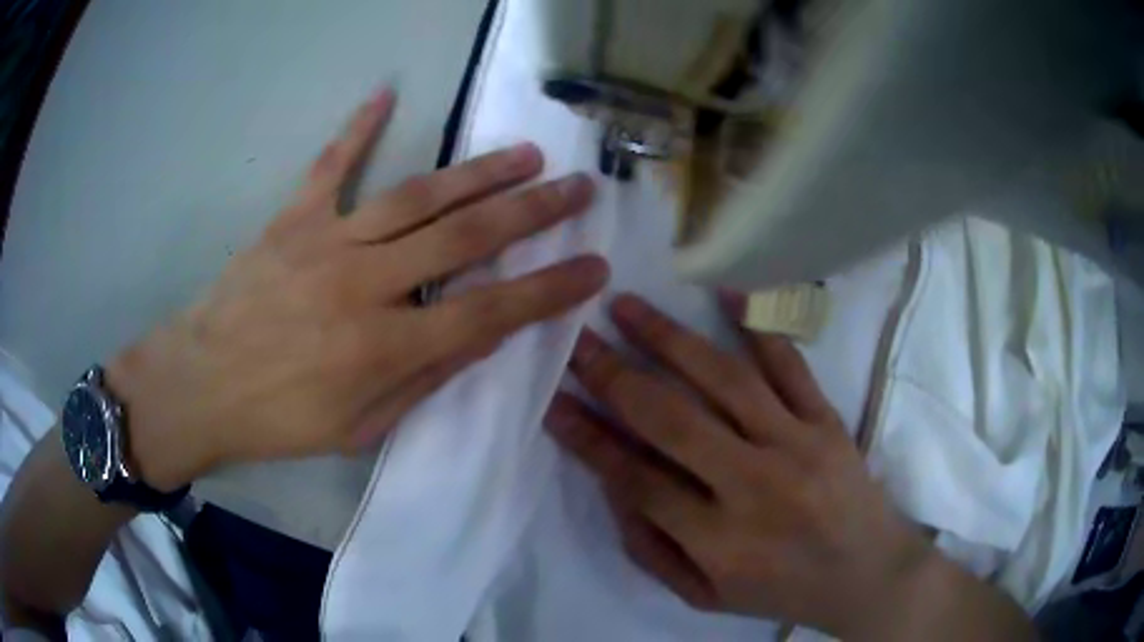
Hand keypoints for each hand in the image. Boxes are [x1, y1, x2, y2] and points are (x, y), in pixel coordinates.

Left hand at [109, 88, 609, 490]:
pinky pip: (331, 165)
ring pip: (417, 197)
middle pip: (465, 239)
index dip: (549, 290)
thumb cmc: (279, 421)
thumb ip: (422, 380)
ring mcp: (326, 242)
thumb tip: (480, 336)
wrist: (199, 386)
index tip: (594, 268)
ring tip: (525, 153)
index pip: (489, 313)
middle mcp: (364, 285)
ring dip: (478, 172)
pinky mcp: (291, 220)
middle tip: (578, 187)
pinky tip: (386, 93)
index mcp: (383, 349)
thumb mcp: (359, 428)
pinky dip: (358, 128)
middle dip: (532, 211)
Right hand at [544, 293, 934, 637]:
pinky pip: (791, 364)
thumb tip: (613, 484)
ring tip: (627, 306)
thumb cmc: (783, 591)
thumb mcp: (705, 596)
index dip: (588, 438)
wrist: (869, 574)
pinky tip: (724, 294)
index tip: (553, 400)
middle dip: (614, 376)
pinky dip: (758, 324)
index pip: (636, 479)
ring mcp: (798, 445)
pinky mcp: (827, 421)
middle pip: (672, 420)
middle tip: (577, 340)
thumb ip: (652, 549)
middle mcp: (756, 487)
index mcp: (720, 542)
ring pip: (726, 380)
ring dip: (669, 338)